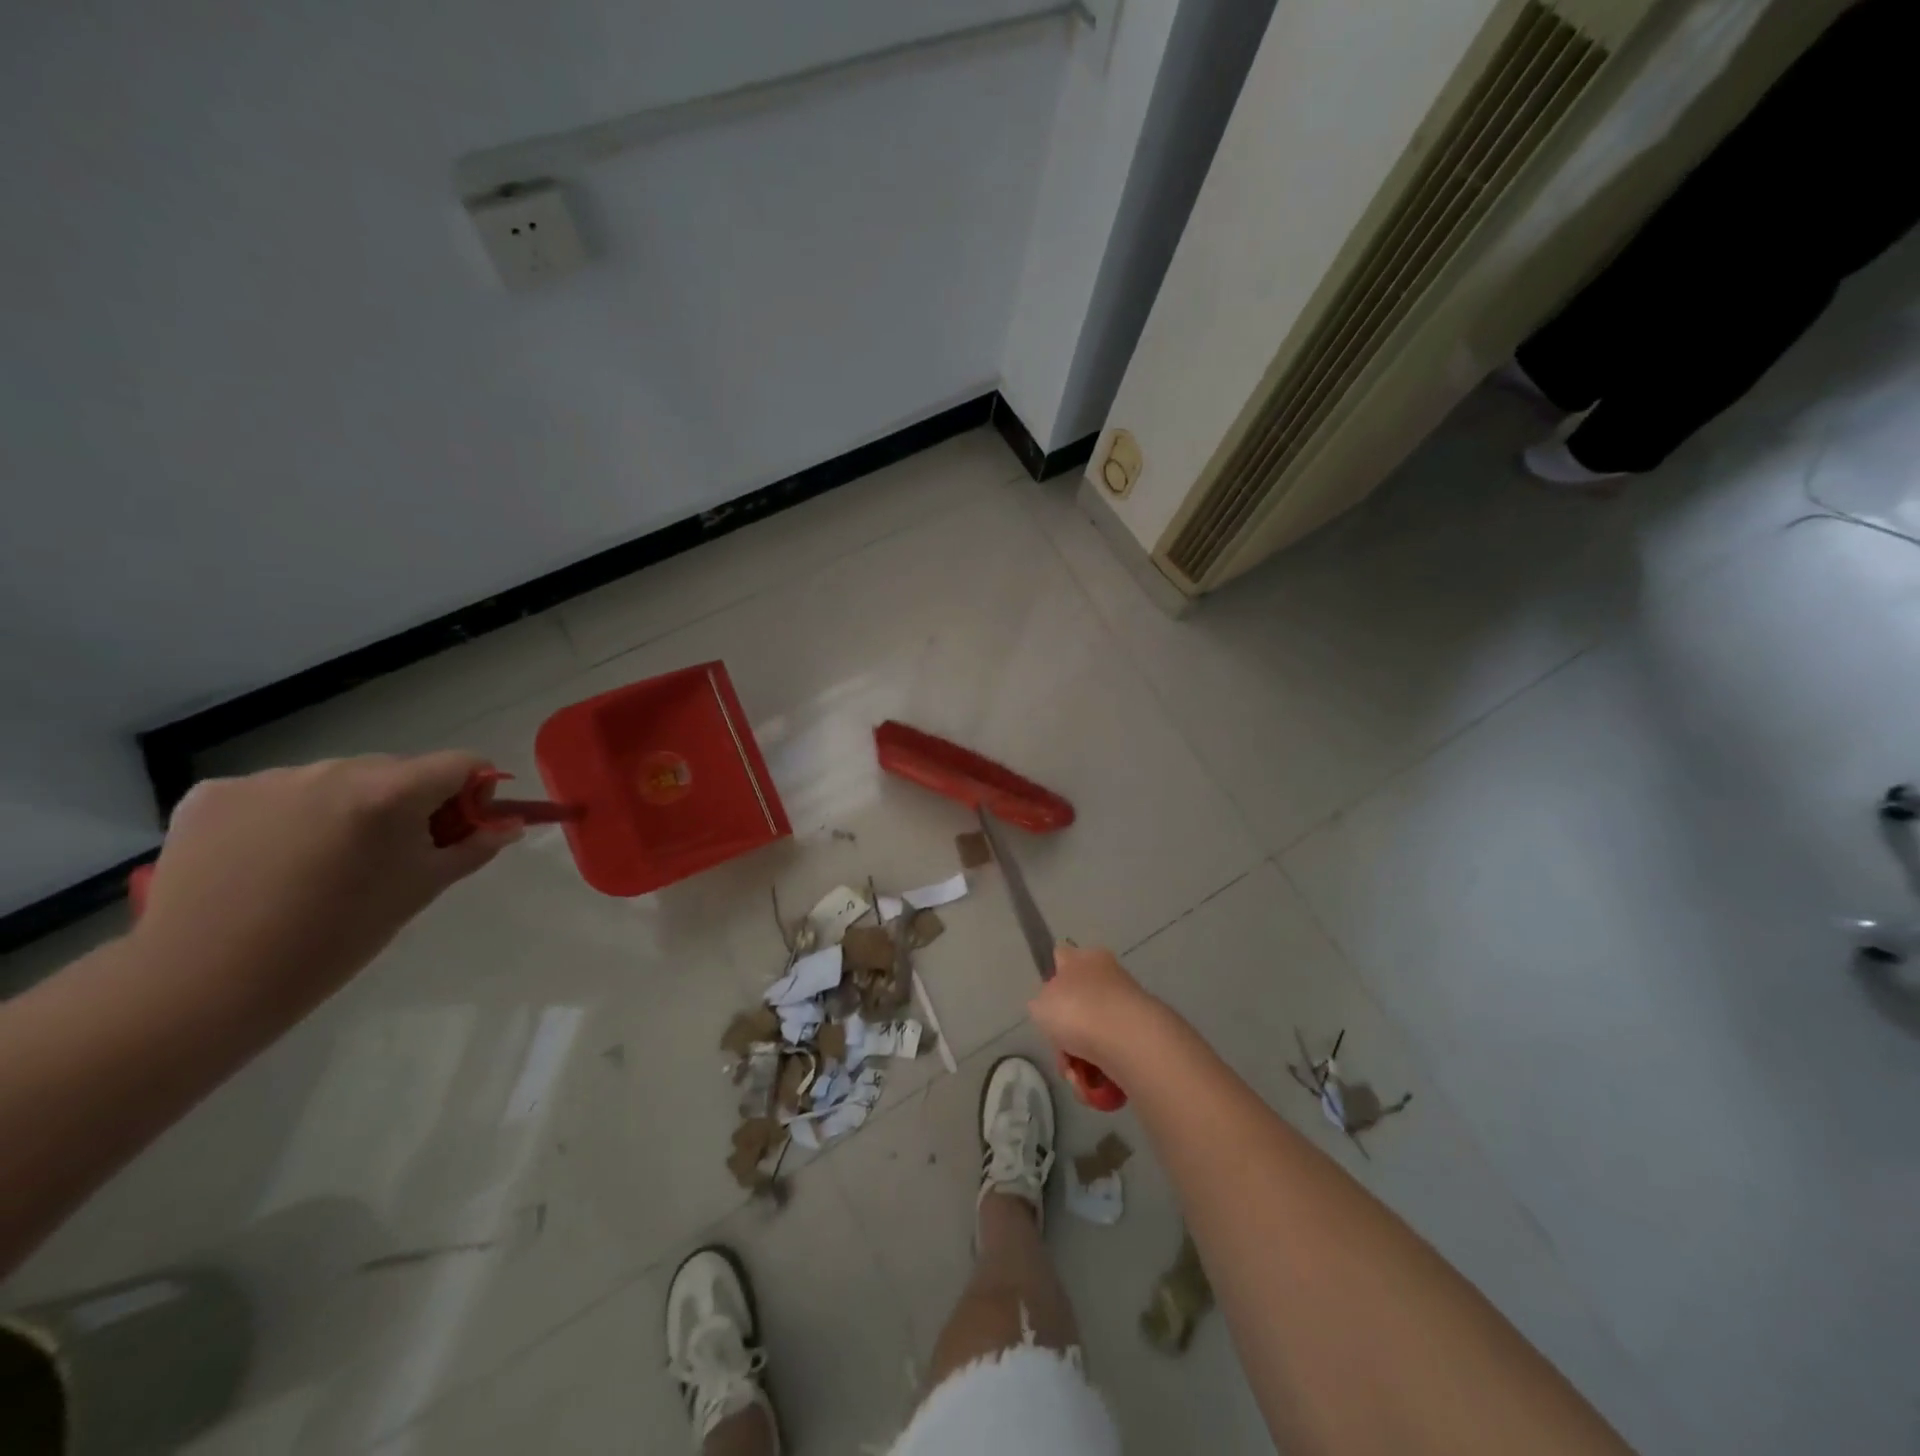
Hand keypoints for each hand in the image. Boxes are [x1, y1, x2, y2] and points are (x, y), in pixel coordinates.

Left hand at [134, 753, 520, 1014]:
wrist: (207, 981)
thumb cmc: (338, 936)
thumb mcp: (422, 888)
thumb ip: (473, 847)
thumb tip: (509, 826)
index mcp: (391, 791)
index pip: (462, 764)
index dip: (473, 792)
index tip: (458, 829)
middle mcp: (333, 769)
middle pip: (397, 770)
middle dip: (407, 803)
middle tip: (391, 856)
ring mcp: (268, 778)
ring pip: (335, 781)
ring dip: (347, 808)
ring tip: (322, 863)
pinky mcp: (212, 794)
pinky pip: (275, 793)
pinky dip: (286, 816)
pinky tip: (270, 859)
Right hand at [1028, 943, 1166, 1073]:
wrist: (1129, 1039)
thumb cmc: (1077, 1010)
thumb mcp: (1040, 1004)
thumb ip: (1042, 1004)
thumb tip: (1052, 1009)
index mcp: (1085, 958)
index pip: (1062, 958)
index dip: (1051, 979)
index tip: (1046, 1005)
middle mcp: (1109, 976)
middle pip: (1077, 1005)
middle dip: (1065, 1034)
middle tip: (1060, 1050)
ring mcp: (1128, 1006)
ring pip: (1093, 1035)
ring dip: (1080, 1058)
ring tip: (1076, 1074)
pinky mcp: (1142, 1036)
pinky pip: (1112, 1056)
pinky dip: (1100, 1072)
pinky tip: (1094, 1082)